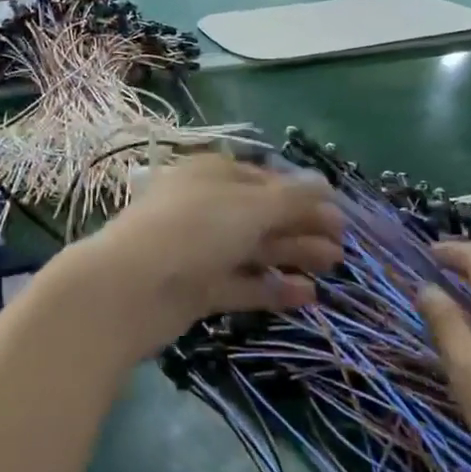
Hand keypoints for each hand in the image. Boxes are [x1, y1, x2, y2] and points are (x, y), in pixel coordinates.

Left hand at [49, 153, 343, 359]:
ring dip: (292, 255)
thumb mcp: (248, 207)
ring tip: (333, 267)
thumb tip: (325, 184)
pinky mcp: (195, 288)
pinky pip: (240, 283)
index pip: (263, 179)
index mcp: (211, 175)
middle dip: (302, 226)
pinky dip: (271, 288)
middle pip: (261, 215)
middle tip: (342, 244)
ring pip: (253, 249)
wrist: (128, 290)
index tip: (337, 212)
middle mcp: (205, 208)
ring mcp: (198, 249)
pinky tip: (307, 296)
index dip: (301, 194)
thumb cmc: (192, 231)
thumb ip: (291, 199)